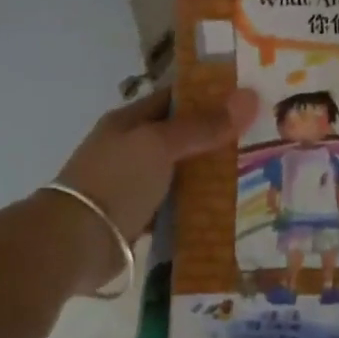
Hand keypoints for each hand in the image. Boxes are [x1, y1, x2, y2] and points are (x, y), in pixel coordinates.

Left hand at [50, 86, 256, 290]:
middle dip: (216, 139)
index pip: (174, 99)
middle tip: (262, 139)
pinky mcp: (138, 217)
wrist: (76, 241)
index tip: (248, 100)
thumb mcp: (160, 145)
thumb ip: (202, 126)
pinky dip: (196, 206)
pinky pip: (174, 205)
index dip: (209, 96)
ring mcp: (132, 184)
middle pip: (180, 137)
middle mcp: (130, 149)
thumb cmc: (116, 181)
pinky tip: (227, 209)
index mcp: (129, 121)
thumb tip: (249, 97)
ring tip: (255, 174)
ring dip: (210, 175)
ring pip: (179, 173)